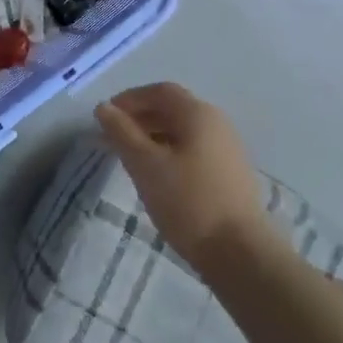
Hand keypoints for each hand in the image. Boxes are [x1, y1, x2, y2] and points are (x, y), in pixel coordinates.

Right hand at [95, 83, 285, 275]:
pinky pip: (193, 150)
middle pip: (173, 109)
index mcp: (198, 114)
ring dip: (153, 136)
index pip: (160, 91)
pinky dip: (169, 153)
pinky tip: (157, 176)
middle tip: (112, 138)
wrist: (238, 251)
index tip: (106, 117)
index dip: (130, 99)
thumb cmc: (187, 201)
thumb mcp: (145, 165)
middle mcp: (217, 123)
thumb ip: (122, 133)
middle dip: (140, 118)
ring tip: (130, 158)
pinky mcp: (229, 173)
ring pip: (183, 132)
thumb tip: (103, 108)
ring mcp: (227, 149)